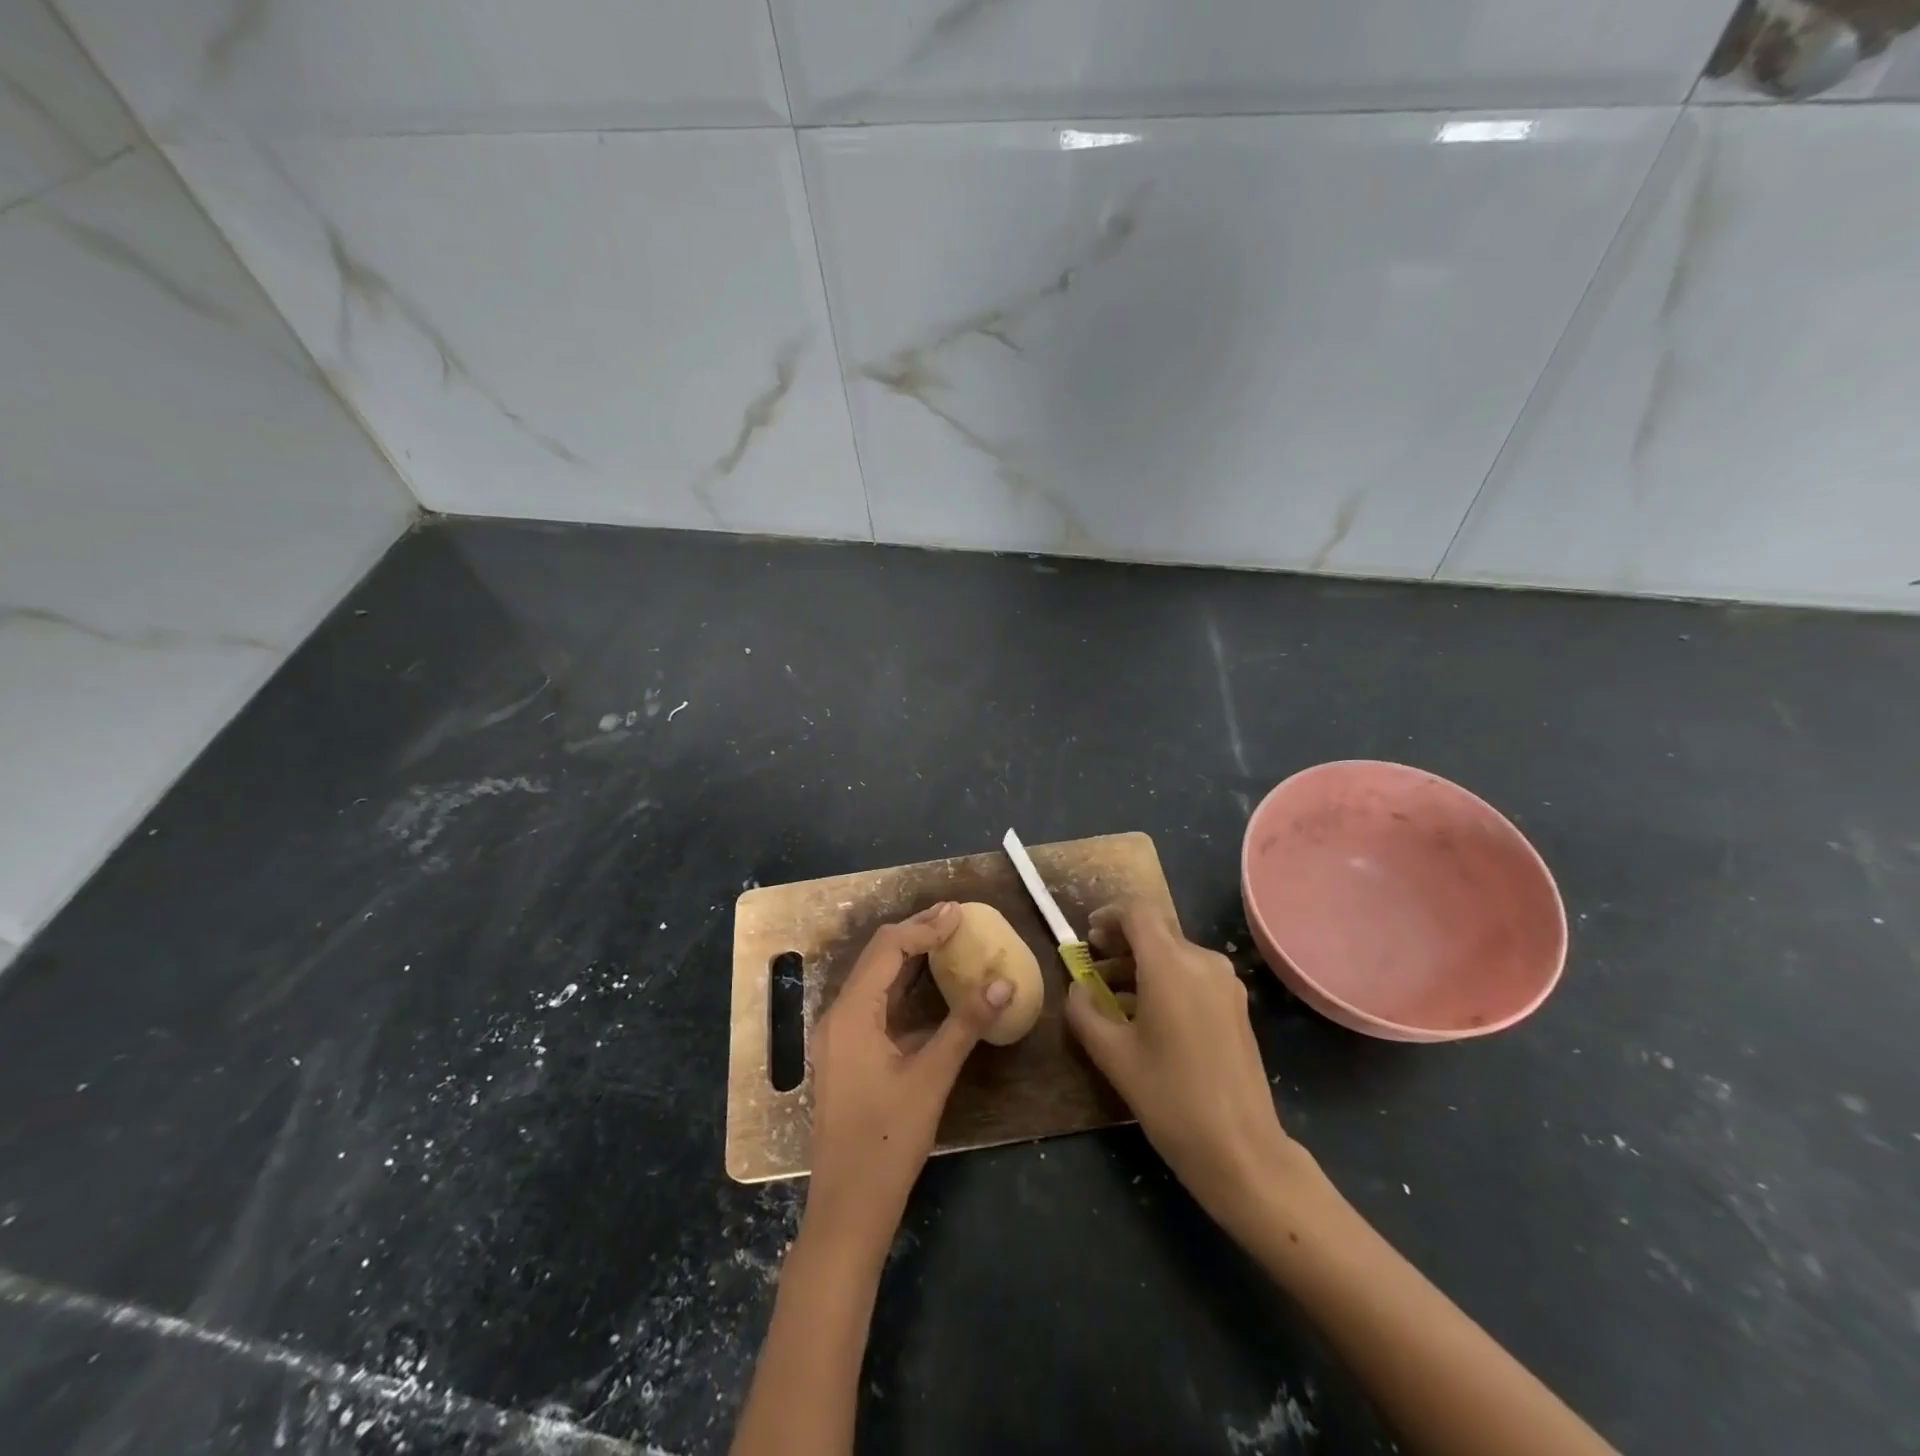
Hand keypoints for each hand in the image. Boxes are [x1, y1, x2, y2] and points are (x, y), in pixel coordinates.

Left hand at [804, 902, 1013, 1249]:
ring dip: (908, 957)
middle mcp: (838, 1015)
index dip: (925, 927)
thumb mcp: (931, 1079)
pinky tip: (930, 986)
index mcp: (851, 1013)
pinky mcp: (847, 1055)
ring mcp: (839, 1037)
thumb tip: (1004, 981)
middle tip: (956, 917)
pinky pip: (874, 1004)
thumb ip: (966, 1025)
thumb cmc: (887, 1142)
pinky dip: (902, 986)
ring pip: (875, 980)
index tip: (960, 912)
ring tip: (947, 938)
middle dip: (916, 933)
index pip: (888, 949)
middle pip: (877, 957)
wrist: (846, 1210)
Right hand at [1065, 898, 1308, 1229]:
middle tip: (1094, 963)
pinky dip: (1165, 979)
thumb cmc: (1170, 1097)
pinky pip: (1193, 974)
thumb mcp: (1112, 1055)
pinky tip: (1147, 1013)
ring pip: (1175, 953)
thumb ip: (1084, 1012)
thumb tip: (1077, 989)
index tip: (1088, 938)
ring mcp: (1225, 983)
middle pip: (1156, 930)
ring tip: (1113, 993)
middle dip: (1122, 941)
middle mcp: (1203, 961)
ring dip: (1142, 962)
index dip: (1108, 916)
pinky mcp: (1236, 1006)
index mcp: (1170, 964)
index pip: (1137, 912)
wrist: (1241, 1149)